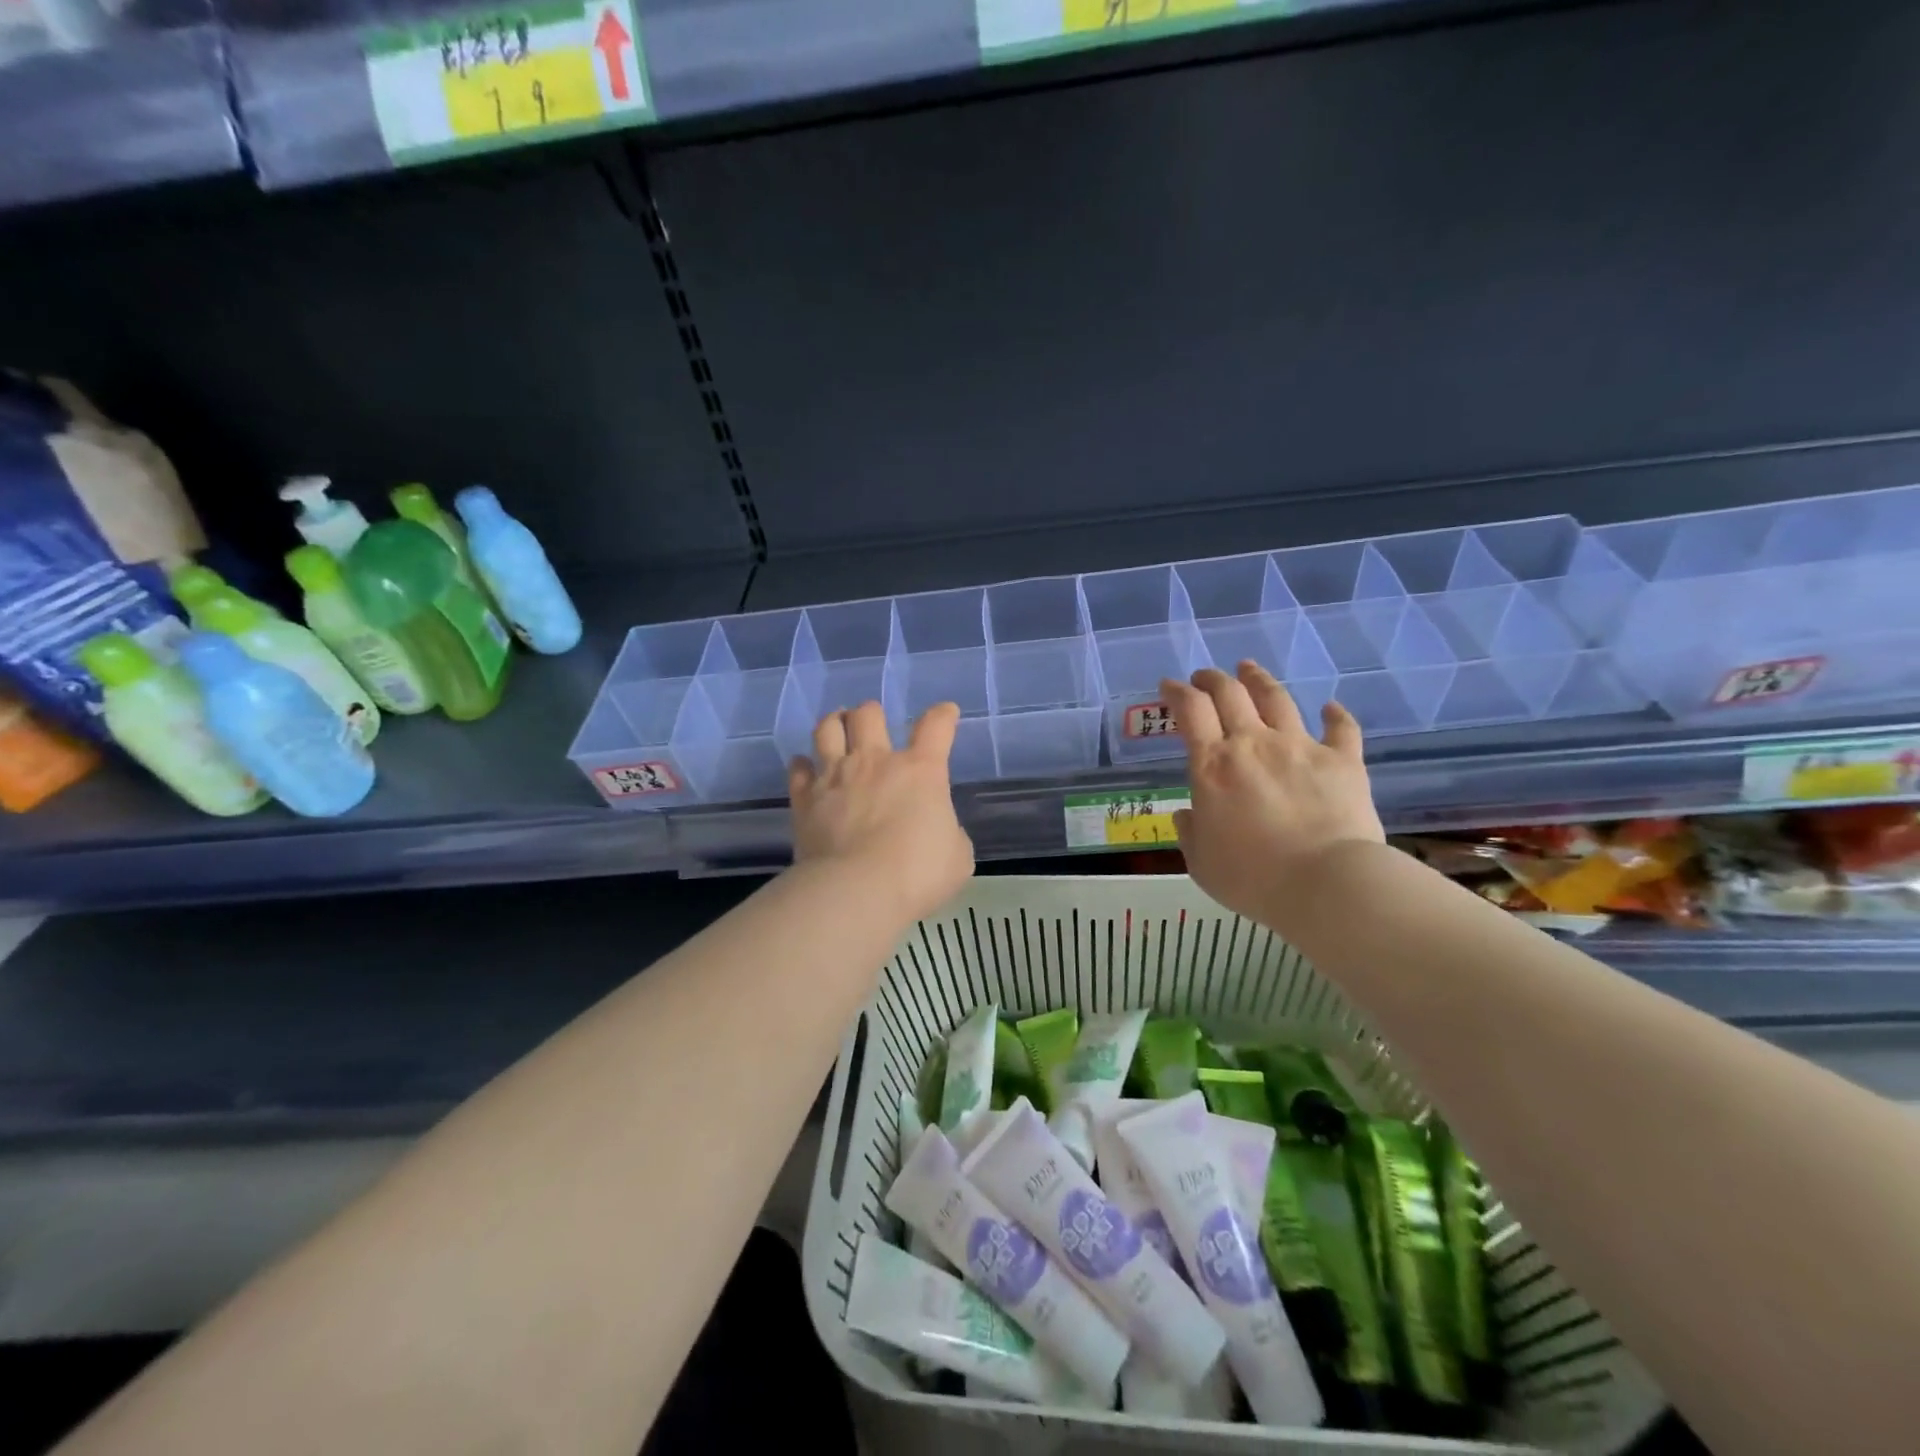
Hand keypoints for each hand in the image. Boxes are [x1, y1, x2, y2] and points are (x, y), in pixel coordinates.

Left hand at [789, 701, 975, 924]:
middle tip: (873, 723)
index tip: (946, 713)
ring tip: (837, 725)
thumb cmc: (916, 873)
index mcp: (920, 770)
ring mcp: (835, 776)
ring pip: (827, 729)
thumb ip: (949, 834)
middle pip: (869, 715)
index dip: (943, 715)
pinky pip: (798, 769)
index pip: (936, 727)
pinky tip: (805, 768)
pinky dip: (802, 765)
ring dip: (834, 723)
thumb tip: (938, 831)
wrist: (856, 891)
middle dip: (872, 714)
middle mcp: (875, 762)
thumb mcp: (956, 857)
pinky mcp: (804, 798)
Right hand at [1162, 663, 1383, 925]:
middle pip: (1230, 694)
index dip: (1177, 692)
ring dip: (1259, 679)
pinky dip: (1335, 715)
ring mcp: (1300, 747)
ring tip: (1249, 668)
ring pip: (1277, 698)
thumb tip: (1186, 815)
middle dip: (1212, 679)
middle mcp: (1253, 744)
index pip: (1190, 711)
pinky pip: (1341, 728)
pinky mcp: (1343, 760)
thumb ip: (1190, 834)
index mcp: (1212, 766)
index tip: (1169, 685)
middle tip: (1204, 676)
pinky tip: (1330, 708)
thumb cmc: (1252, 878)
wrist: (1325, 884)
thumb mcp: (1201, 863)